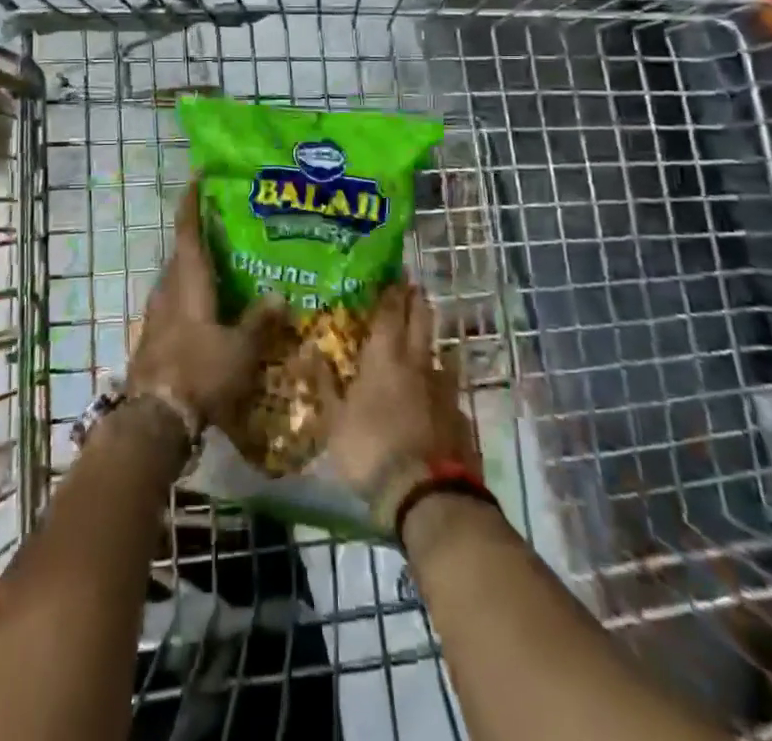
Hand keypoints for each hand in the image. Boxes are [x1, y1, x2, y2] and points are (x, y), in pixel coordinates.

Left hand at [129, 184, 288, 430]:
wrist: (155, 418)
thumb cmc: (200, 372)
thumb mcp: (240, 349)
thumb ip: (260, 321)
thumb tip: (280, 295)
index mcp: (188, 281)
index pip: (188, 230)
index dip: (192, 201)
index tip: (198, 175)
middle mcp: (168, 289)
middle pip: (183, 252)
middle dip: (202, 236)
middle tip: (230, 227)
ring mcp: (158, 313)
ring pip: (179, 278)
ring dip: (198, 268)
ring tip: (228, 267)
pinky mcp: (155, 336)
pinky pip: (176, 302)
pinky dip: (194, 294)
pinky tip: (214, 309)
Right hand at [324, 285, 479, 508]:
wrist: (428, 497)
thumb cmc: (371, 449)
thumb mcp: (334, 420)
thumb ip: (324, 383)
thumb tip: (310, 351)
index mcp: (385, 358)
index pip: (389, 312)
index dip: (391, 291)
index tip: (394, 273)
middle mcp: (418, 364)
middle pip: (421, 322)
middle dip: (417, 303)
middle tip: (414, 288)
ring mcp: (445, 391)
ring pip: (440, 355)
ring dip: (433, 342)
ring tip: (429, 339)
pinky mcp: (461, 418)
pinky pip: (451, 392)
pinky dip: (443, 386)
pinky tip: (441, 395)